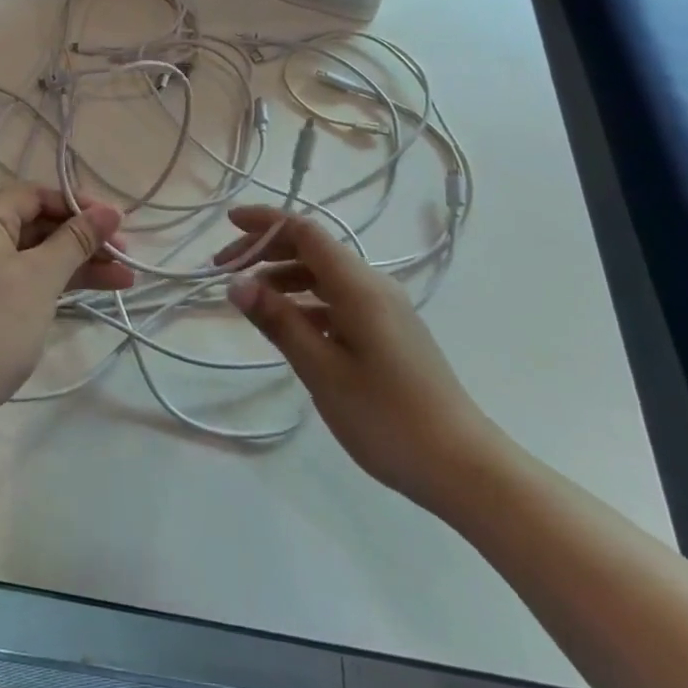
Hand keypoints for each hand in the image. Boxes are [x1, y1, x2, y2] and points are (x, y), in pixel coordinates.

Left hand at [0, 185, 134, 425]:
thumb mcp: (41, 278)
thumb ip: (77, 240)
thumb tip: (111, 211)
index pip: (34, 196)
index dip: (77, 205)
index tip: (116, 222)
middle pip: (35, 224)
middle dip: (83, 239)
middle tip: (125, 255)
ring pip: (32, 255)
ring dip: (75, 264)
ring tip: (124, 279)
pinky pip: (20, 277)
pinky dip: (52, 282)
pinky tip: (90, 292)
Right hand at [216, 207, 500, 512]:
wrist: (462, 466)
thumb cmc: (386, 417)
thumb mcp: (322, 370)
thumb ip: (278, 322)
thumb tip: (236, 284)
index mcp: (359, 286)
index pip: (306, 232)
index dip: (266, 221)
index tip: (229, 223)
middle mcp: (373, 286)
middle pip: (313, 249)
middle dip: (267, 250)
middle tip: (225, 271)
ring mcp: (384, 309)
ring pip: (324, 276)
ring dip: (284, 278)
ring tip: (249, 301)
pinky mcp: (387, 331)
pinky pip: (337, 300)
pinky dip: (305, 302)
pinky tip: (287, 326)